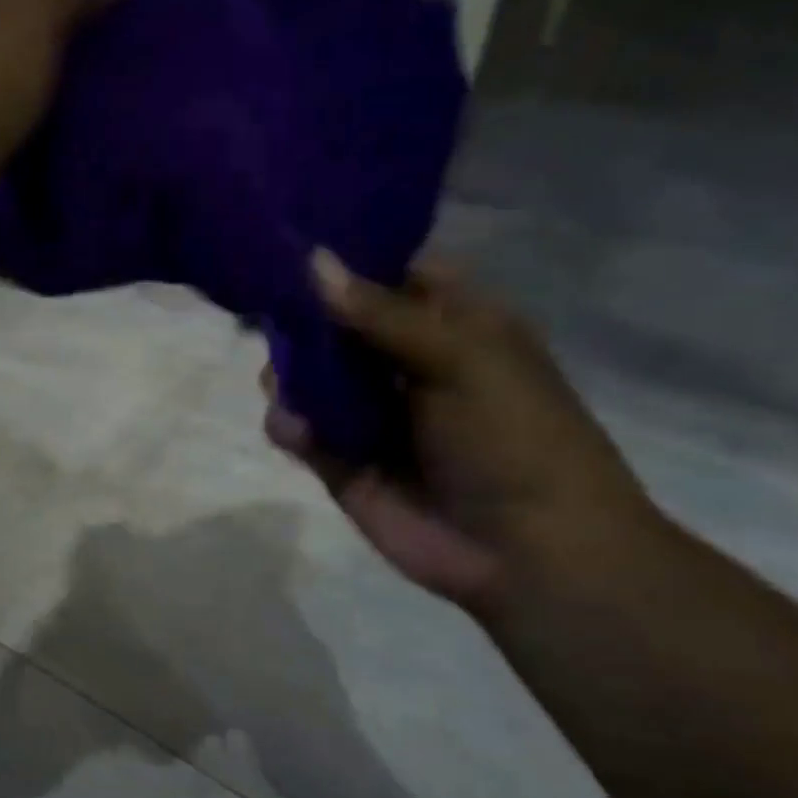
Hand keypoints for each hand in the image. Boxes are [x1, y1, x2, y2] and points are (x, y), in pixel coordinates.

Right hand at [263, 250, 655, 615]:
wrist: (527, 551)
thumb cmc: (514, 437)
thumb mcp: (459, 357)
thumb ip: (379, 313)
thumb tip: (312, 260)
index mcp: (451, 324)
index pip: (390, 274)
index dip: (347, 260)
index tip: (292, 246)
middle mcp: (404, 362)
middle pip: (335, 324)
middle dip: (300, 321)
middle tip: (270, 317)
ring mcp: (370, 412)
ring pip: (308, 376)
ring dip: (289, 374)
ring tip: (283, 385)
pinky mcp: (341, 459)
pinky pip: (300, 429)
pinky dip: (289, 424)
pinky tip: (296, 430)